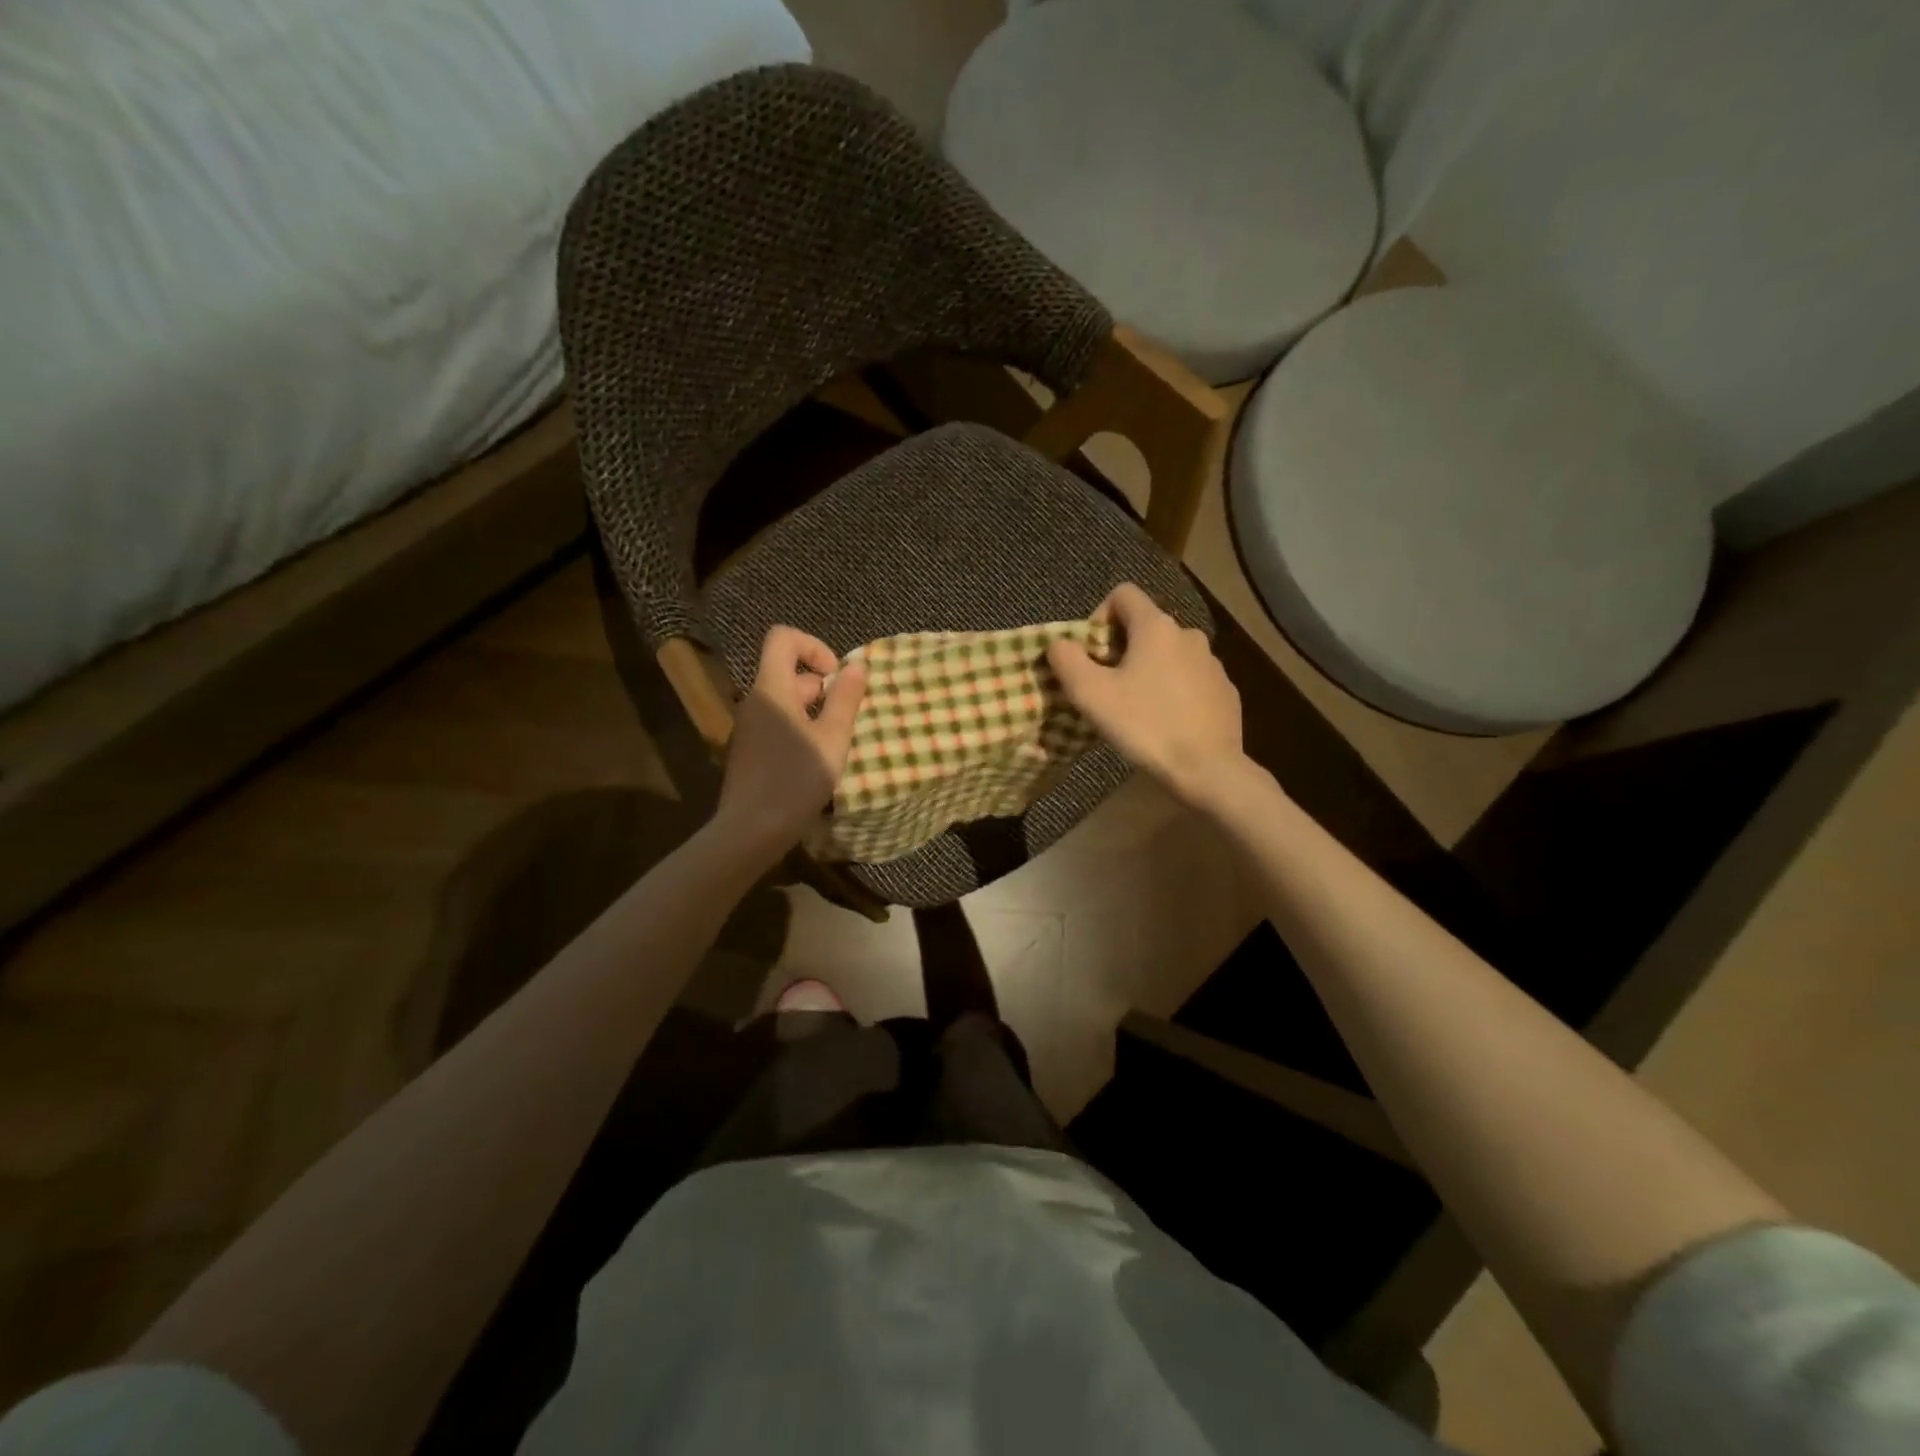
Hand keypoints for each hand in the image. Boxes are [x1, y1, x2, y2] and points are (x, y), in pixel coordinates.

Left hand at [714, 627, 867, 858]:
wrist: (750, 830)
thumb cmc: (796, 779)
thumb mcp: (833, 738)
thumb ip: (846, 699)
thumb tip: (857, 665)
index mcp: (772, 688)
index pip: (783, 638)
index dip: (813, 647)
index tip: (837, 677)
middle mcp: (755, 700)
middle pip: (788, 672)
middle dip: (822, 687)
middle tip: (846, 718)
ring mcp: (749, 727)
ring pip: (785, 701)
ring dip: (814, 712)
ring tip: (836, 742)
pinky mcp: (749, 750)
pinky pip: (777, 724)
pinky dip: (800, 730)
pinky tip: (816, 760)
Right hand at [1048, 583, 1248, 811]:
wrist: (1208, 769)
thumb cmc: (1145, 725)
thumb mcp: (1091, 695)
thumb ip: (1067, 660)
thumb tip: (1058, 643)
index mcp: (1156, 627)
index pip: (1123, 594)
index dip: (1098, 616)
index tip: (1092, 655)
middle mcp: (1188, 634)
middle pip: (1145, 627)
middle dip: (1121, 650)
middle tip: (1107, 689)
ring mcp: (1212, 662)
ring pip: (1168, 655)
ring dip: (1148, 671)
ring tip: (1136, 709)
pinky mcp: (1225, 690)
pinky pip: (1190, 679)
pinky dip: (1173, 691)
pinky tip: (1166, 723)